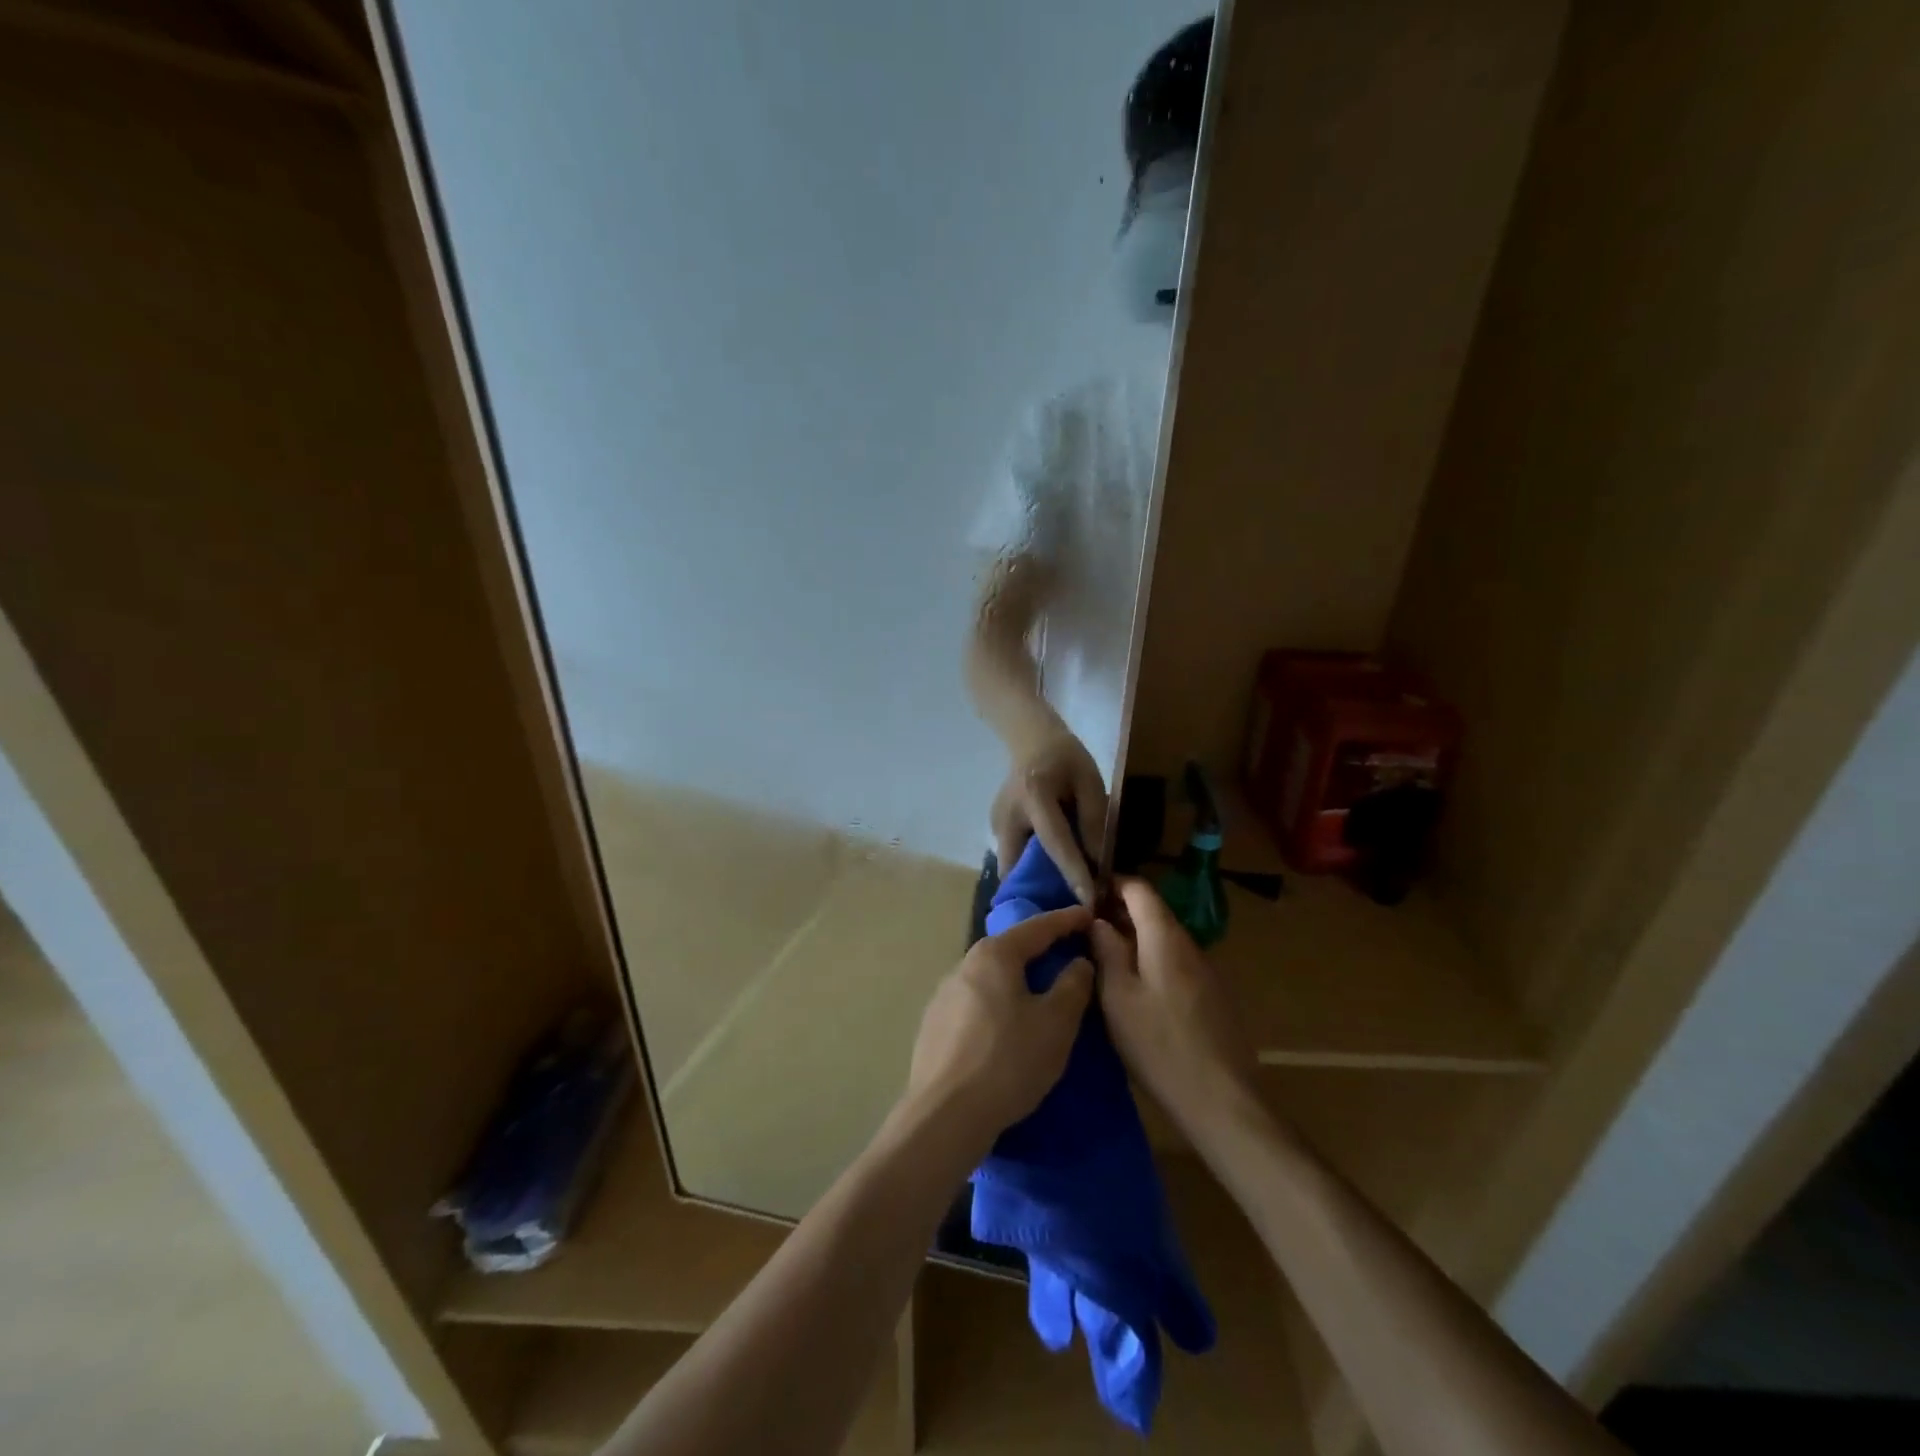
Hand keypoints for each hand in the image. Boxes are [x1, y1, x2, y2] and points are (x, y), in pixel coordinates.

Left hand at [905, 905, 1093, 1149]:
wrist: (946, 1115)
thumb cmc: (1009, 1060)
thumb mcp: (1056, 1023)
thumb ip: (1072, 986)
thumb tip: (1078, 962)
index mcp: (994, 955)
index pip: (1038, 927)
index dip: (1066, 920)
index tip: (1088, 914)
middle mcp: (964, 965)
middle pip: (1010, 949)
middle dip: (1040, 949)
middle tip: (1067, 952)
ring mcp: (943, 995)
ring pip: (991, 978)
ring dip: (1017, 979)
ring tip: (1040, 991)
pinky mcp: (934, 1025)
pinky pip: (976, 1003)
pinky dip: (998, 1004)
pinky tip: (1006, 1026)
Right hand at [991, 728, 1108, 904]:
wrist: (1031, 739)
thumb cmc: (1066, 758)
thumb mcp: (1090, 781)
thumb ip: (1093, 820)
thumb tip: (1097, 864)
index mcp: (1034, 796)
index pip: (1055, 842)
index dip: (1073, 873)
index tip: (1090, 903)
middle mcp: (1007, 815)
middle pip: (1019, 866)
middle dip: (1039, 893)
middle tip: (1067, 916)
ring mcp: (995, 824)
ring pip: (1011, 869)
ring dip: (1032, 887)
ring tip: (1059, 905)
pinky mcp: (994, 830)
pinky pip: (1011, 860)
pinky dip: (1028, 874)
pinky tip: (1048, 883)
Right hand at [1091, 878, 1255, 1138]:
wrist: (1222, 1100)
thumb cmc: (1160, 1044)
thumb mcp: (1118, 997)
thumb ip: (1107, 951)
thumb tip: (1097, 920)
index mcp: (1165, 937)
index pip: (1139, 889)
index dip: (1112, 884)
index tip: (1084, 894)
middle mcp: (1190, 945)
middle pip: (1154, 913)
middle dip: (1120, 913)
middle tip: (1086, 929)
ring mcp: (1206, 971)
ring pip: (1165, 940)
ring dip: (1135, 939)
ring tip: (1104, 958)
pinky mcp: (1213, 996)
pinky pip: (1176, 963)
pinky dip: (1152, 962)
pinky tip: (1136, 989)